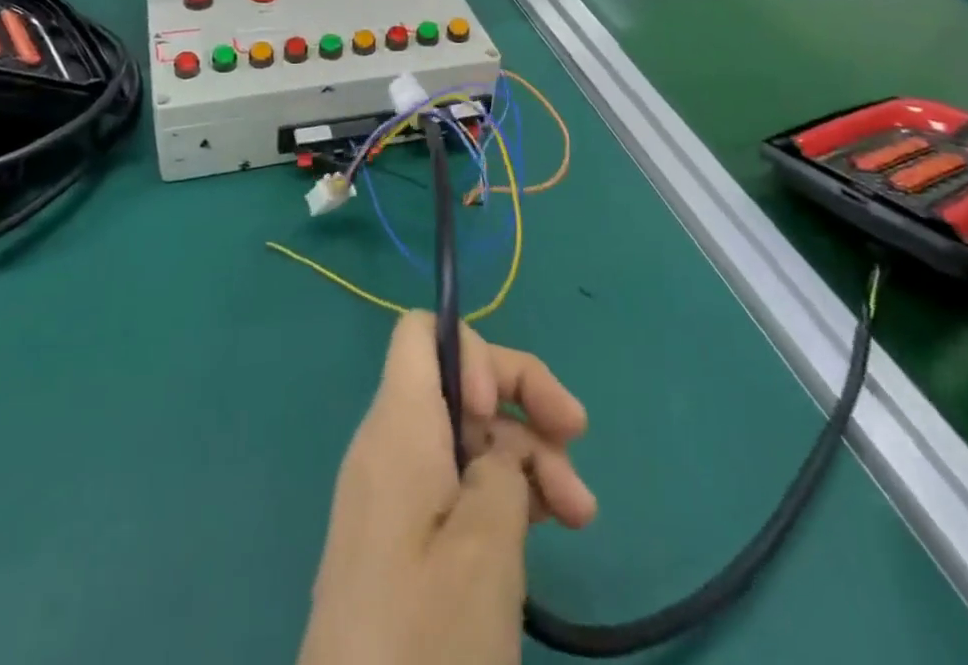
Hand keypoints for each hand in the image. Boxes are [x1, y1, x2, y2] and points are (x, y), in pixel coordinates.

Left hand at [298, 312, 596, 664]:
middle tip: (578, 444)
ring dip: (525, 457)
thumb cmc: (425, 635)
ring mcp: (393, 494)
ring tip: (578, 514)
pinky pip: (453, 486)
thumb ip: (504, 471)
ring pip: (466, 439)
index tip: (502, 408)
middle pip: (458, 384)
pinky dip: (501, 494)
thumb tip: (499, 452)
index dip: (473, 352)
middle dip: (523, 402)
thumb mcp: (485, 545)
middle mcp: (389, 445)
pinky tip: (544, 527)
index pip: (422, 332)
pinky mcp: (400, 540)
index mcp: (398, 425)